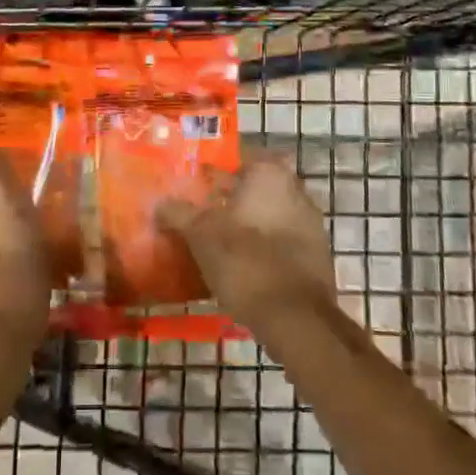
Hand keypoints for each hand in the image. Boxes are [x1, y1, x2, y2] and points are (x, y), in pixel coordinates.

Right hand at [156, 150, 335, 330]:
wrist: (296, 318)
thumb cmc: (245, 262)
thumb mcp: (200, 235)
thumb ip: (179, 213)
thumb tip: (159, 202)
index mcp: (270, 175)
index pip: (242, 156)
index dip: (218, 167)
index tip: (197, 179)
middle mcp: (296, 190)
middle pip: (257, 185)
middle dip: (232, 195)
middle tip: (202, 209)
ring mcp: (311, 223)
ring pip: (271, 212)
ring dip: (248, 221)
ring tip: (217, 238)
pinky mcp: (316, 254)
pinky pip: (283, 238)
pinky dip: (264, 244)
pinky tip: (242, 261)